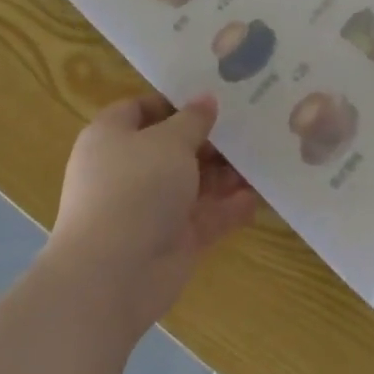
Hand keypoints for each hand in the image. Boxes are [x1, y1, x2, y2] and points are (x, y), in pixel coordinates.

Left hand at [46, 93, 258, 332]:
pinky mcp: (171, 241)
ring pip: (192, 183)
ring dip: (225, 173)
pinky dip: (229, 208)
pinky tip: (257, 197)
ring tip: (261, 158)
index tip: (213, 97)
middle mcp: (128, 171)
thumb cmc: (134, 189)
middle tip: (248, 125)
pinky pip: (205, 218)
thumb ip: (193, 120)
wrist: (112, 276)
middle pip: (172, 147)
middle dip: (209, 139)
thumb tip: (206, 99)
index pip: (140, 109)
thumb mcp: (169, 141)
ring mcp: (149, 209)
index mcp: (111, 138)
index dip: (174, 102)